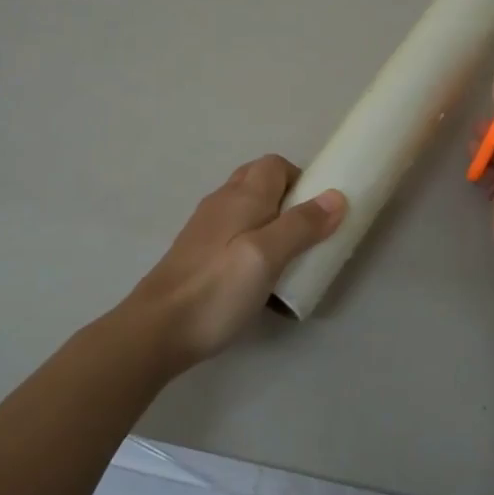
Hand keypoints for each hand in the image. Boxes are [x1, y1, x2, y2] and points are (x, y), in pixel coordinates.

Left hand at [127, 155, 345, 367]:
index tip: (319, 211)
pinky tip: (258, 273)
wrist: (157, 329)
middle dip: (288, 198)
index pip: (275, 164)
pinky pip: (234, 232)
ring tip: (288, 255)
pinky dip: (253, 240)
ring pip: (246, 208)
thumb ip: (301, 225)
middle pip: (259, 182)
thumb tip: (336, 196)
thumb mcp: (267, 256)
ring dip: (271, 221)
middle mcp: (222, 203)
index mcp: (241, 197)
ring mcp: (206, 228)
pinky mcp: (198, 253)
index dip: (301, 180)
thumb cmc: (217, 290)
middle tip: (307, 232)